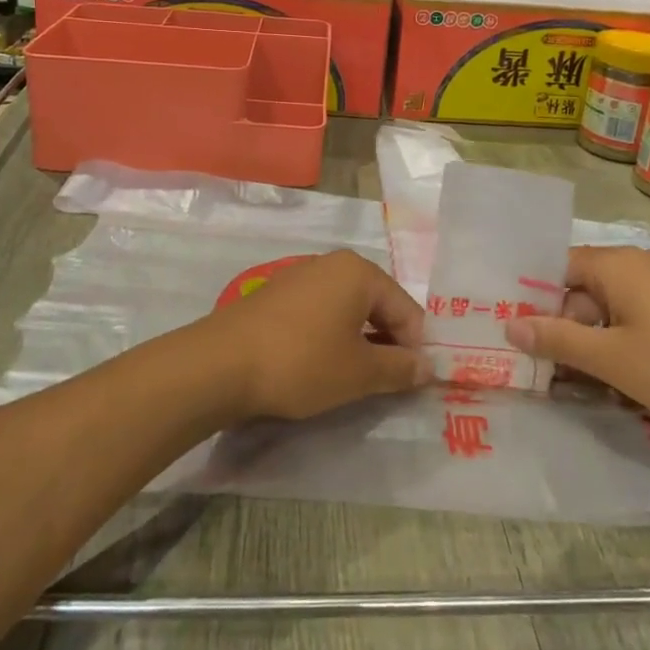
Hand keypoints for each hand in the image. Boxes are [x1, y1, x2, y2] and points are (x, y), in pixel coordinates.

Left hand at [200, 250, 430, 420]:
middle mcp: (332, 264)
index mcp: (359, 272)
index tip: (414, 384)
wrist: (220, 364)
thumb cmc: (301, 363)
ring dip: (359, 343)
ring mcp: (301, 276)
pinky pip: (320, 313)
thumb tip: (429, 367)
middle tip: (388, 385)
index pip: (407, 310)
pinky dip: (331, 338)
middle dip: (388, 344)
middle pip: (378, 305)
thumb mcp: (359, 373)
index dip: (416, 349)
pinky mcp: (277, 295)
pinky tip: (321, 366)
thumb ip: (400, 368)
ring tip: (355, 380)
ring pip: (348, 311)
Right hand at [504, 246, 649, 428]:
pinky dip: (616, 342)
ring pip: (605, 308)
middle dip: (561, 328)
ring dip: (589, 341)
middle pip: (579, 289)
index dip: (532, 299)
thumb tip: (509, 326)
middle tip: (543, 370)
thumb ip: (557, 340)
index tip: (512, 331)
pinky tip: (616, 378)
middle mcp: (635, 264)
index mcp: (614, 264)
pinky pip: (631, 316)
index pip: (555, 268)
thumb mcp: (611, 359)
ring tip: (576, 382)